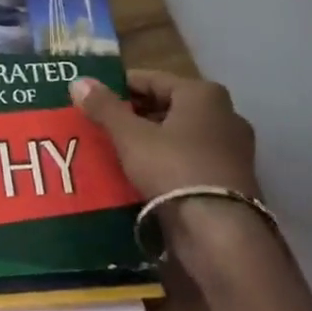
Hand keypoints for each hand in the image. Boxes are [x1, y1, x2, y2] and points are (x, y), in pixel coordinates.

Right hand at [70, 70, 270, 266]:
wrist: (220, 232)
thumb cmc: (174, 168)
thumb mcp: (131, 136)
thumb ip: (104, 107)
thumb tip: (78, 80)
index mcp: (203, 94)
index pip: (152, 79)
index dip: (119, 86)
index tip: (92, 98)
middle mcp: (224, 113)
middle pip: (167, 105)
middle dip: (134, 114)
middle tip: (100, 124)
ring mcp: (232, 148)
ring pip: (179, 133)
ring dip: (149, 138)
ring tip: (115, 149)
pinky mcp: (232, 178)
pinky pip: (190, 157)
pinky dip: (167, 160)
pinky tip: (141, 172)